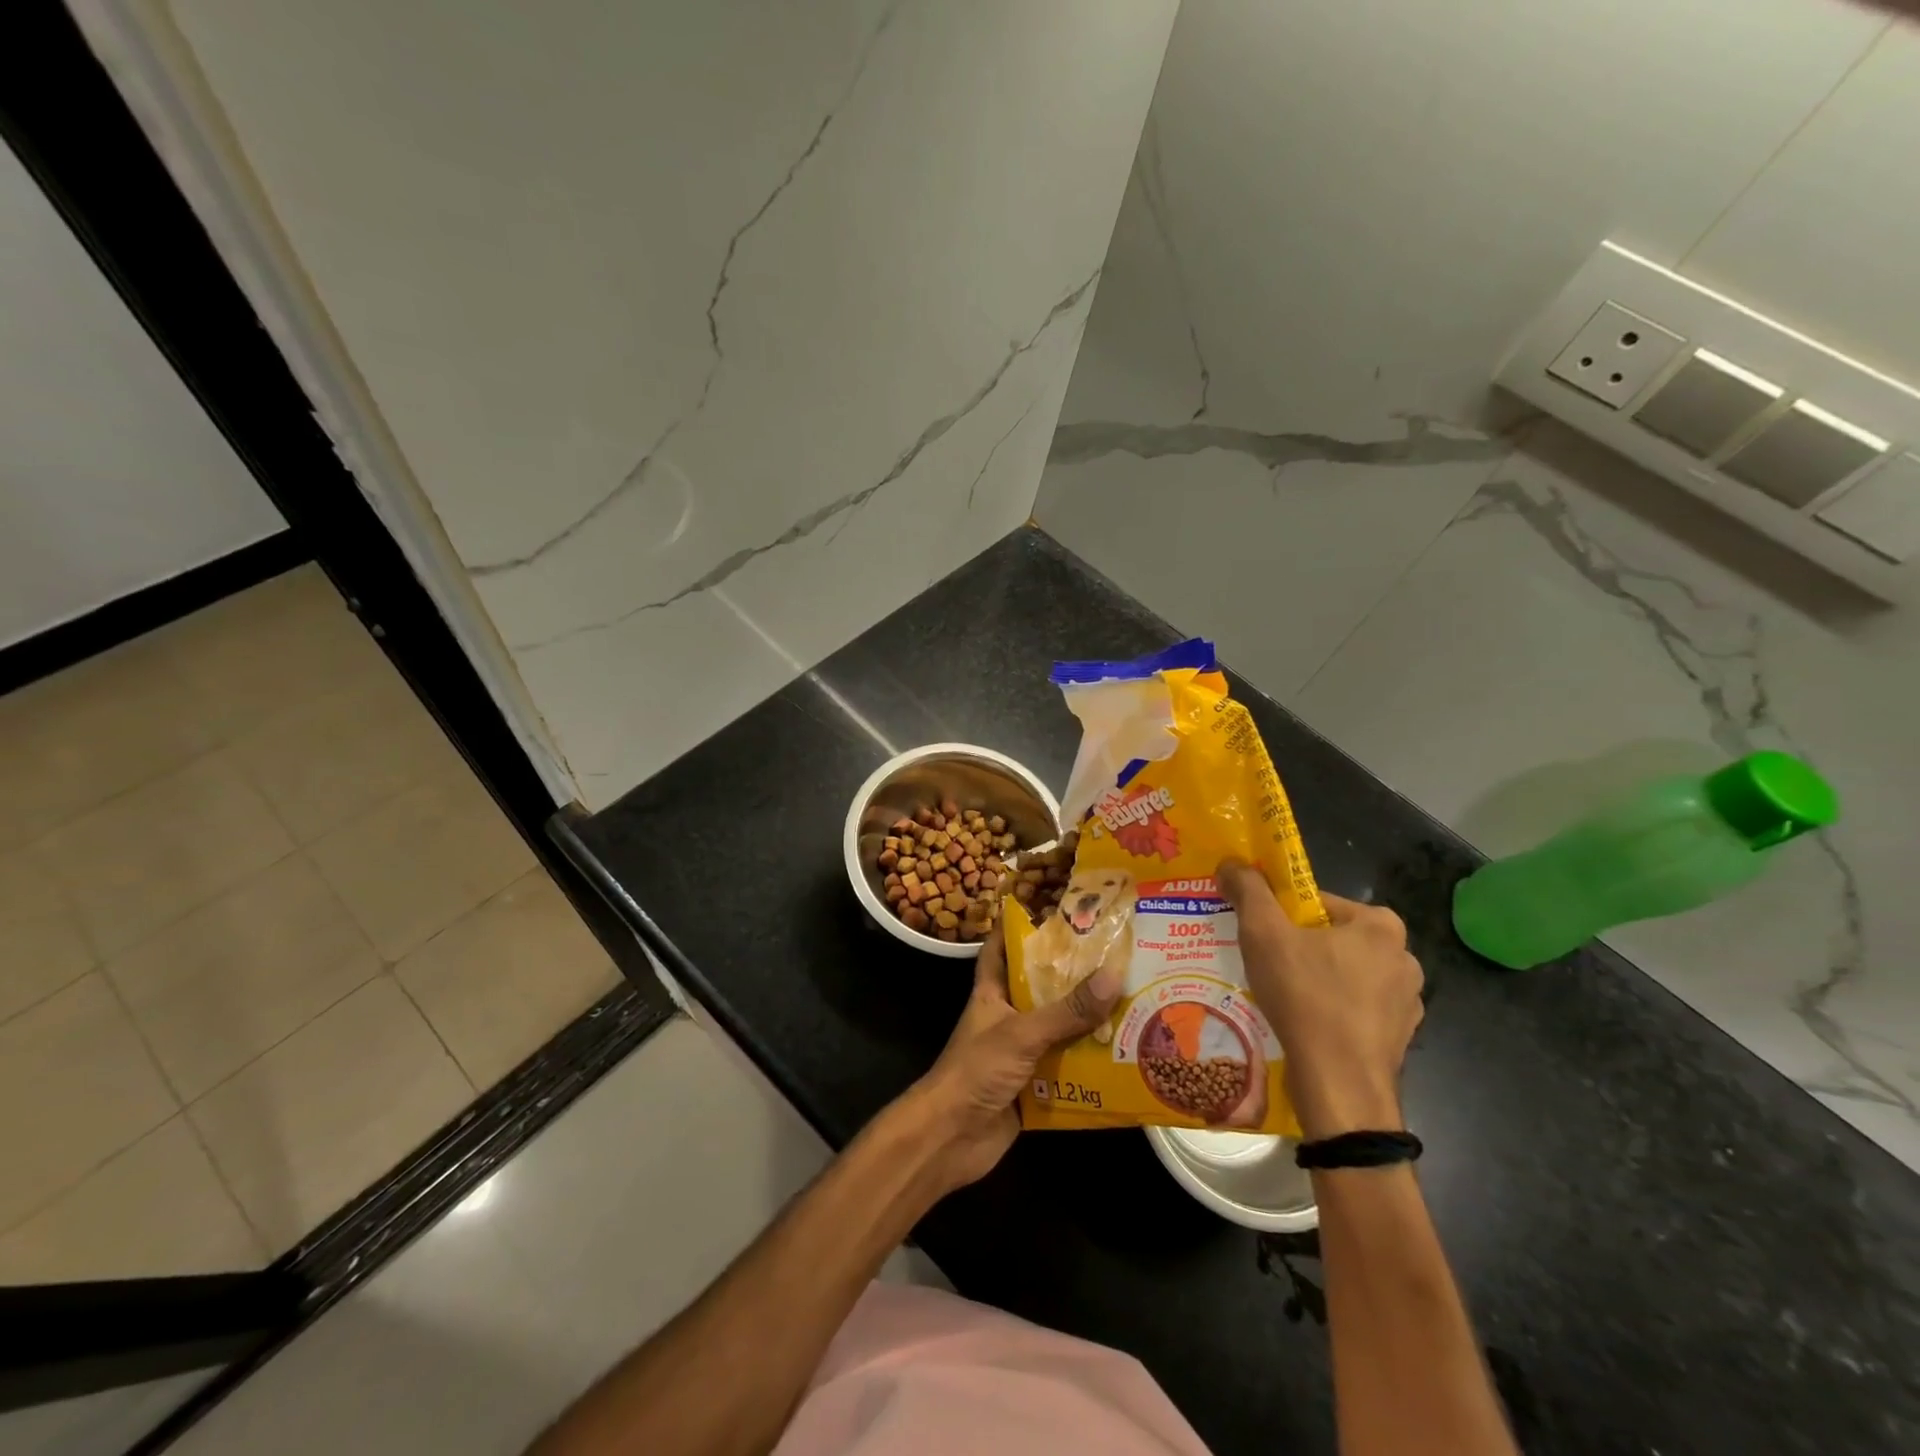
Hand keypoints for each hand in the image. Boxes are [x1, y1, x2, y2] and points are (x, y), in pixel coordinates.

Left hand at [902, 923, 1121, 1193]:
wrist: (951, 1138)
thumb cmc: (976, 1070)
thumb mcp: (1022, 1033)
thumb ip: (1066, 1010)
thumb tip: (1113, 976)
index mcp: (993, 992)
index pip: (1001, 947)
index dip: (1019, 926)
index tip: (1052, 909)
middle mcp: (1008, 1017)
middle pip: (1042, 988)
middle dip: (1074, 976)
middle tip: (1118, 957)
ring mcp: (1021, 1053)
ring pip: (1060, 1029)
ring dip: (1090, 1023)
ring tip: (1136, 1003)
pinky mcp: (1033, 1087)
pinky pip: (1068, 1069)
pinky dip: (1092, 1066)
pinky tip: (1126, 1058)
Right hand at [1217, 858, 1423, 1140]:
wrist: (1340, 1085)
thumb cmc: (1305, 997)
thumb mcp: (1264, 933)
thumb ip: (1248, 890)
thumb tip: (1231, 863)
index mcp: (1380, 925)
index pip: (1317, 903)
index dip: (1281, 915)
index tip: (1259, 936)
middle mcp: (1404, 957)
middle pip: (1332, 939)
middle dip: (1299, 948)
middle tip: (1266, 965)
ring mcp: (1407, 1002)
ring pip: (1345, 975)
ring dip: (1316, 980)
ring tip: (1282, 998)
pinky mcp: (1400, 1038)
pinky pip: (1355, 1010)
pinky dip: (1331, 1011)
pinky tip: (1305, 1025)